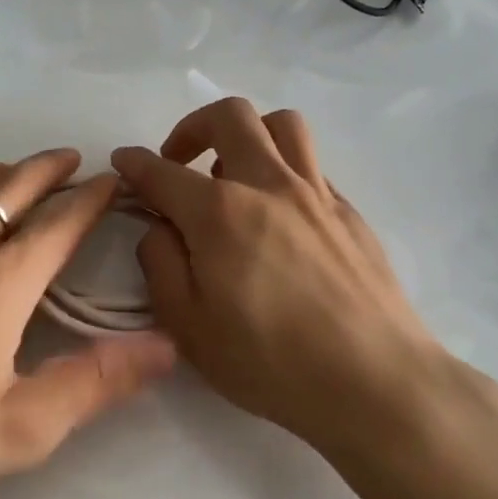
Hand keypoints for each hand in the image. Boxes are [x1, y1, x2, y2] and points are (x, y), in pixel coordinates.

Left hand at [0, 149, 176, 498]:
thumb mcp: (22, 427)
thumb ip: (96, 382)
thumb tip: (165, 345)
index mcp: (1, 280)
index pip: (60, 220)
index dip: (93, 196)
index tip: (114, 181)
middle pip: (13, 186)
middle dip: (49, 168)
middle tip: (73, 161)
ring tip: (13, 173)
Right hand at [112, 100, 453, 466]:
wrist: (374, 381)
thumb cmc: (269, 361)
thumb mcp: (188, 326)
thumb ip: (161, 265)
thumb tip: (158, 228)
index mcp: (219, 213)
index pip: (163, 171)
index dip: (134, 162)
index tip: (122, 161)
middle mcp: (268, 185)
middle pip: (230, 117)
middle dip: (192, 127)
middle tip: (179, 161)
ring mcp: (316, 194)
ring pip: (282, 125)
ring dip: (247, 134)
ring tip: (233, 174)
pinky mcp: (350, 212)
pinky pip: (311, 165)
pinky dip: (283, 171)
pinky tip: (278, 215)